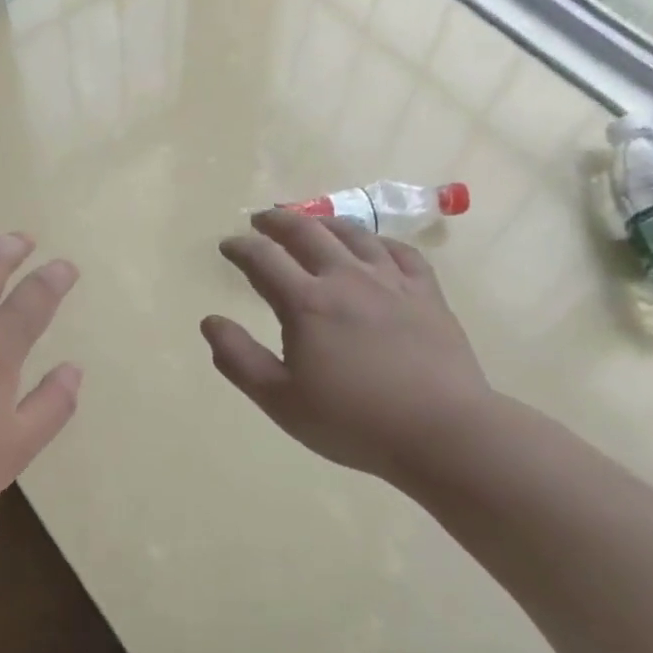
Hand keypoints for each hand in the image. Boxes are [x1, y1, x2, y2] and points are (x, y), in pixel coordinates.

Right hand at [202, 208, 494, 485]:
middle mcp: (347, 279)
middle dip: (277, 222)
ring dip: (323, 222)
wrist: (441, 431)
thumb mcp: (279, 399)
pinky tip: (371, 246)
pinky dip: (376, 241)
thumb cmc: (351, 421)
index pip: (263, 260)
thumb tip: (210, 321)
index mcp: (306, 303)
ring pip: (353, 234)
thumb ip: (237, 358)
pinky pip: (399, 251)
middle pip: (307, 233)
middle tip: (261, 220)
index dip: (240, 248)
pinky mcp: (426, 294)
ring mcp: (392, 282)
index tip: (227, 245)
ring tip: (310, 223)